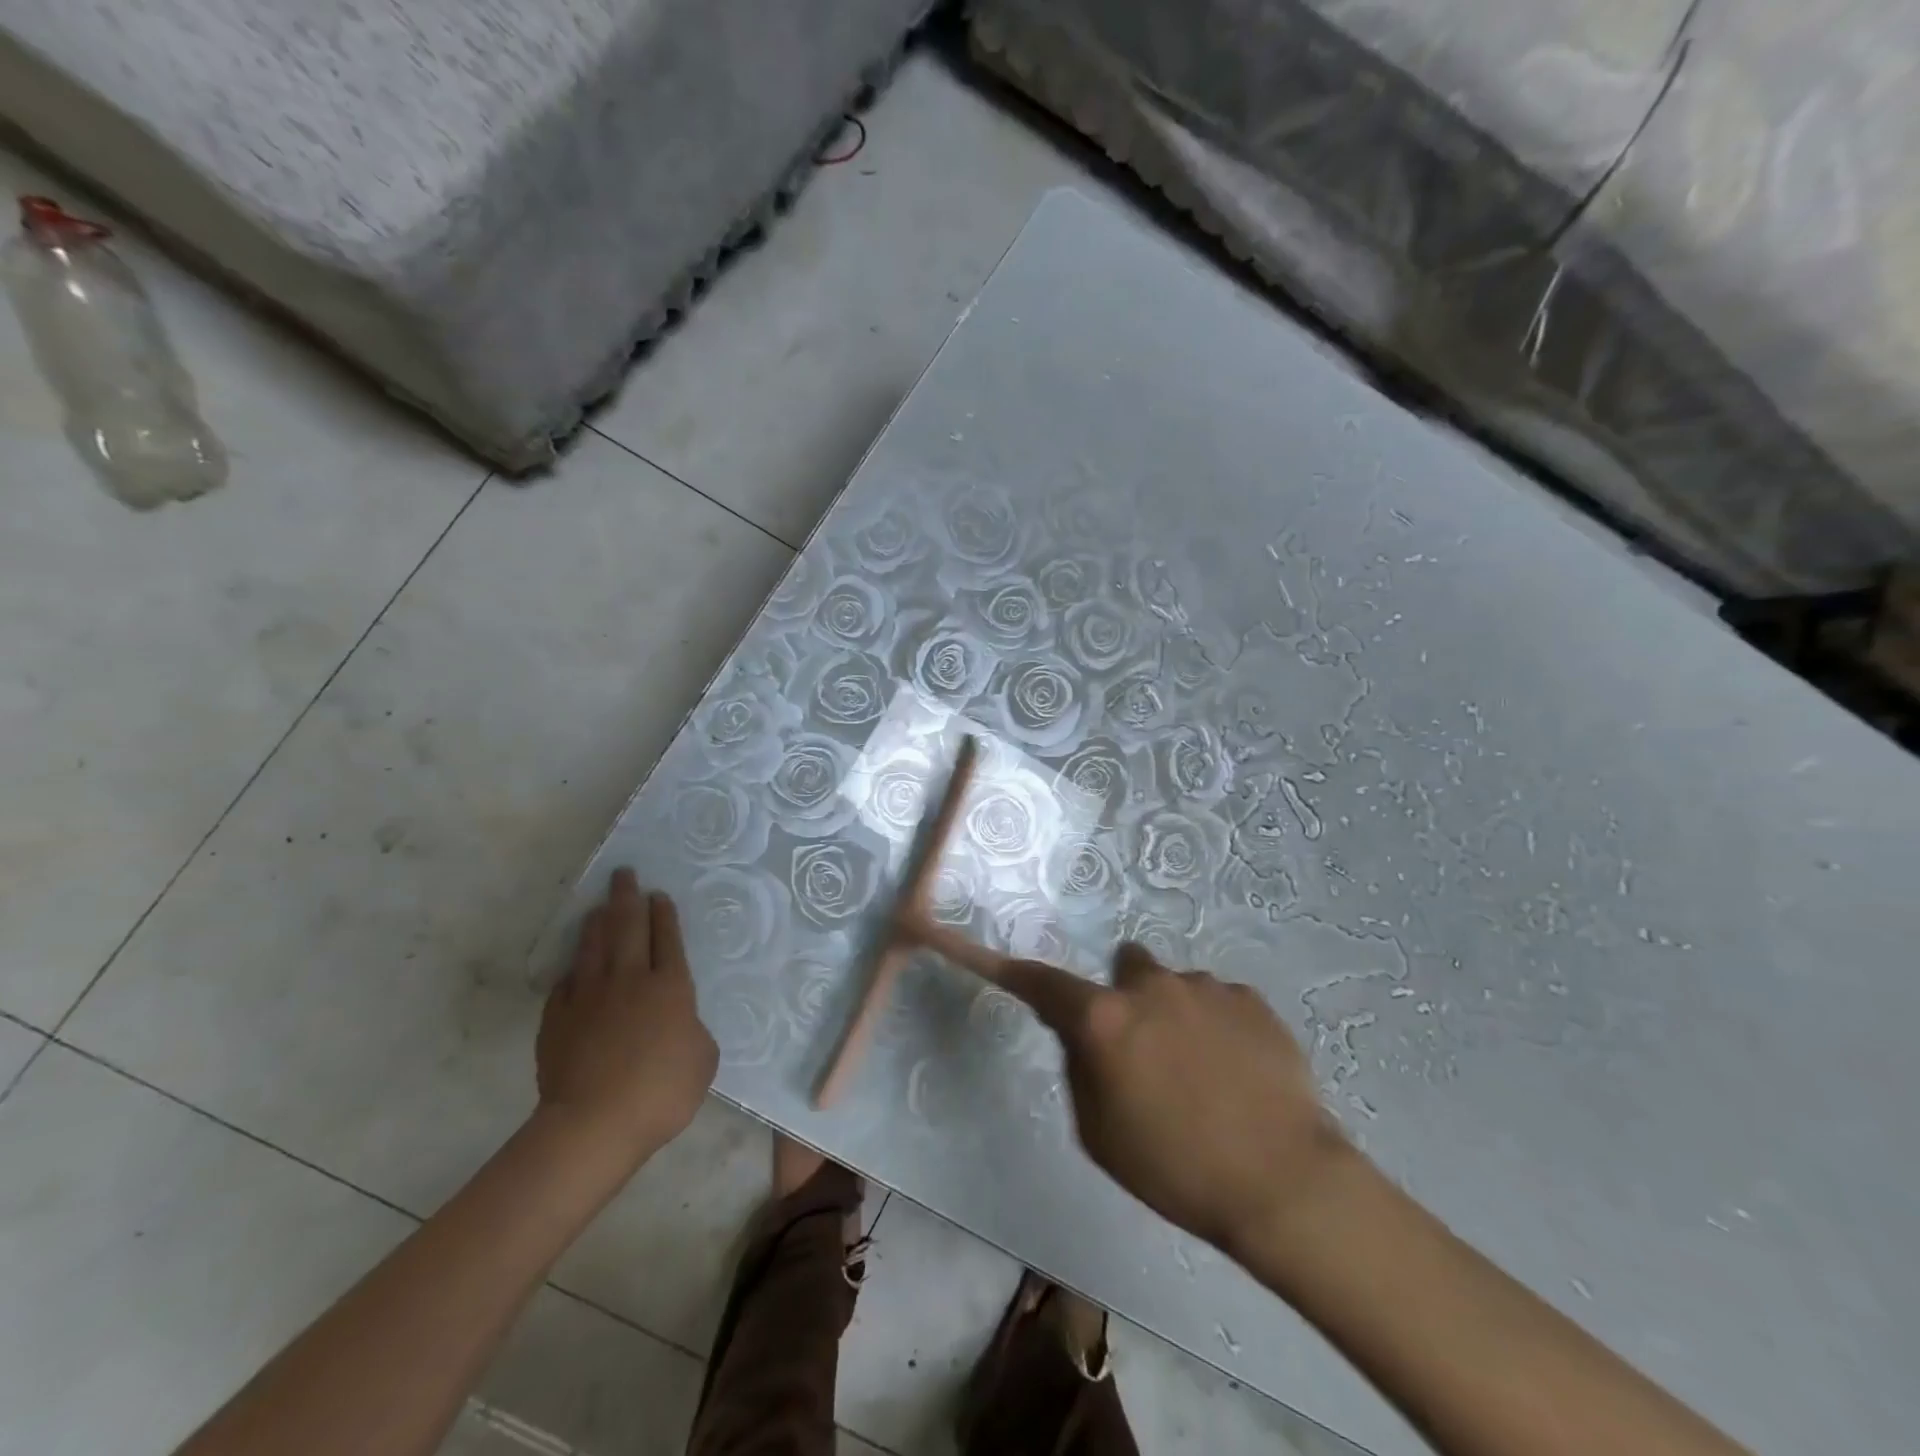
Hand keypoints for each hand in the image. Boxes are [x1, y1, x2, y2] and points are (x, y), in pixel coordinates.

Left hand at [535, 869, 716, 1162]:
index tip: (657, 895)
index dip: (663, 914)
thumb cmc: (661, 1091)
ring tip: (600, 906)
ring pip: (593, 947)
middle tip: (624, 874)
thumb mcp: (703, 1059)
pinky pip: (566, 983)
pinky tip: (573, 966)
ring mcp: (589, 996)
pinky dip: (572, 969)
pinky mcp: (558, 1018)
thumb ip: (693, 1030)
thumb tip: (679, 1023)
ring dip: (598, 923)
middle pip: (628, 928)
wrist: (594, 1123)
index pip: (668, 938)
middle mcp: (630, 979)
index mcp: (671, 986)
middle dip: (628, 898)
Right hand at [1001, 943, 1350, 1259]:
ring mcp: (1204, 986)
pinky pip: (1218, 1001)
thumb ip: (1078, 1067)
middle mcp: (1149, 985)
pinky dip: (1217, 1025)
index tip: (995, 958)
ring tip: (1205, 1072)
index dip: (1015, 972)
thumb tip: (1076, 1030)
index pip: (1044, 983)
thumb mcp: (1099, 1132)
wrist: (1284, 1183)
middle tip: (1145, 1049)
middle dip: (1126, 998)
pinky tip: (1239, 1072)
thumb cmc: (1175, 1168)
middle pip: (1123, 969)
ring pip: (1174, 986)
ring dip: (1175, 1014)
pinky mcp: (1250, 997)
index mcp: (1104, 1019)